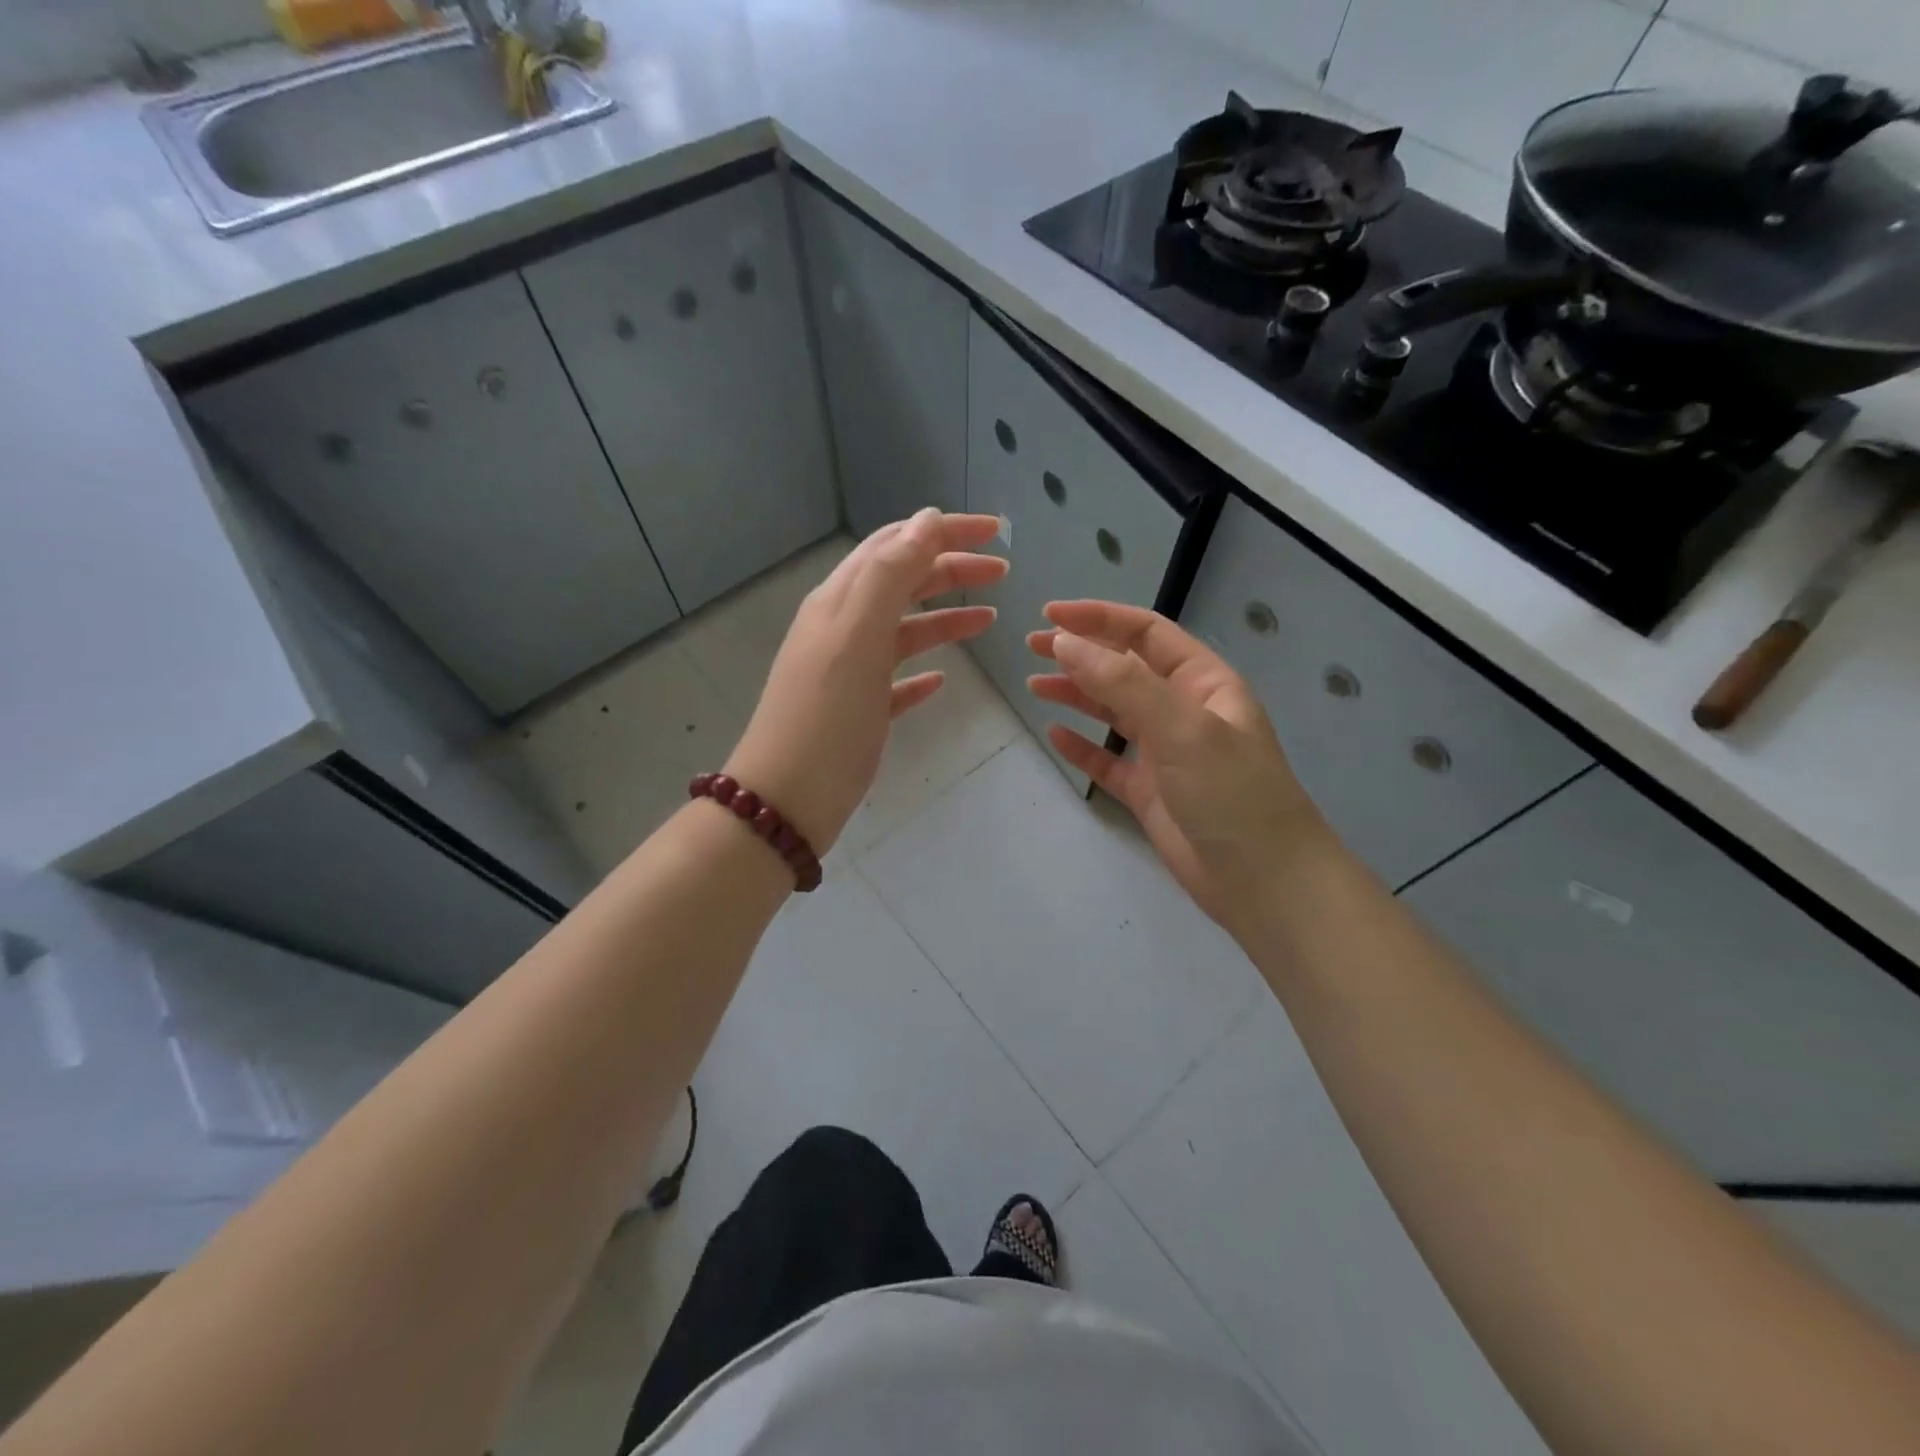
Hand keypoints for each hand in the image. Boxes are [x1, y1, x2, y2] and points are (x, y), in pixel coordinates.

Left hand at [725, 510, 1007, 854]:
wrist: (788, 798)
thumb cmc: (827, 715)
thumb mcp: (858, 634)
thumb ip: (891, 574)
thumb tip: (925, 520)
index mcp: (841, 601)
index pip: (896, 545)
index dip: (943, 530)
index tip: (995, 532)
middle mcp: (844, 628)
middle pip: (903, 583)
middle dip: (951, 569)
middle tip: (1001, 573)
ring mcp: (850, 671)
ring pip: (904, 630)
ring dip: (945, 618)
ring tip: (989, 620)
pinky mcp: (859, 711)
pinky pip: (896, 680)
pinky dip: (922, 672)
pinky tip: (942, 679)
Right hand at [1027, 600, 1327, 938]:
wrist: (1263, 881)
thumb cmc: (1230, 793)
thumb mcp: (1181, 727)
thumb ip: (1122, 682)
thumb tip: (1066, 642)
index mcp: (1203, 682)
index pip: (1145, 633)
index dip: (1098, 618)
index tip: (1051, 615)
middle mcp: (1183, 710)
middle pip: (1124, 668)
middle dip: (1081, 653)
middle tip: (1033, 646)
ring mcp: (1166, 752)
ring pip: (1113, 712)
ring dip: (1076, 694)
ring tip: (1035, 685)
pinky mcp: (1150, 792)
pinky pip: (1109, 760)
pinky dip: (1083, 746)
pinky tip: (1056, 736)